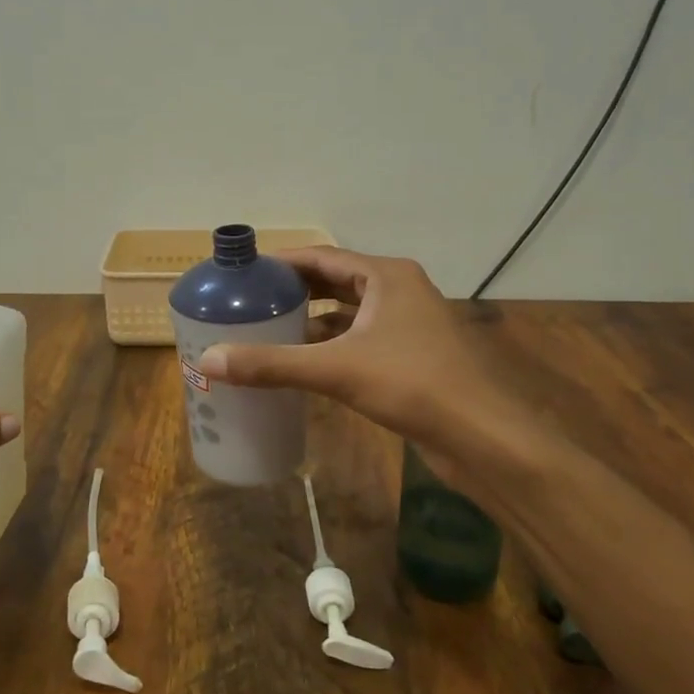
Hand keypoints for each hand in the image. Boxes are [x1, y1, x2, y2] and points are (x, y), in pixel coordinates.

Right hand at [194, 247, 537, 455]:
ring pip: (349, 312)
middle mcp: (398, 291)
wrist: (484, 436)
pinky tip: (304, 361)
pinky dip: (332, 344)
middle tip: (250, 301)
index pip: (322, 256)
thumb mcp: (336, 370)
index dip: (282, 262)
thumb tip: (209, 361)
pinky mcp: (411, 355)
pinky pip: (360, 338)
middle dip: (294, 290)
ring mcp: (408, 324)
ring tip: (268, 329)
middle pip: (335, 281)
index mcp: (386, 276)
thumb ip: (272, 364)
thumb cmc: (413, 384)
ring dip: (312, 319)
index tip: (245, 273)